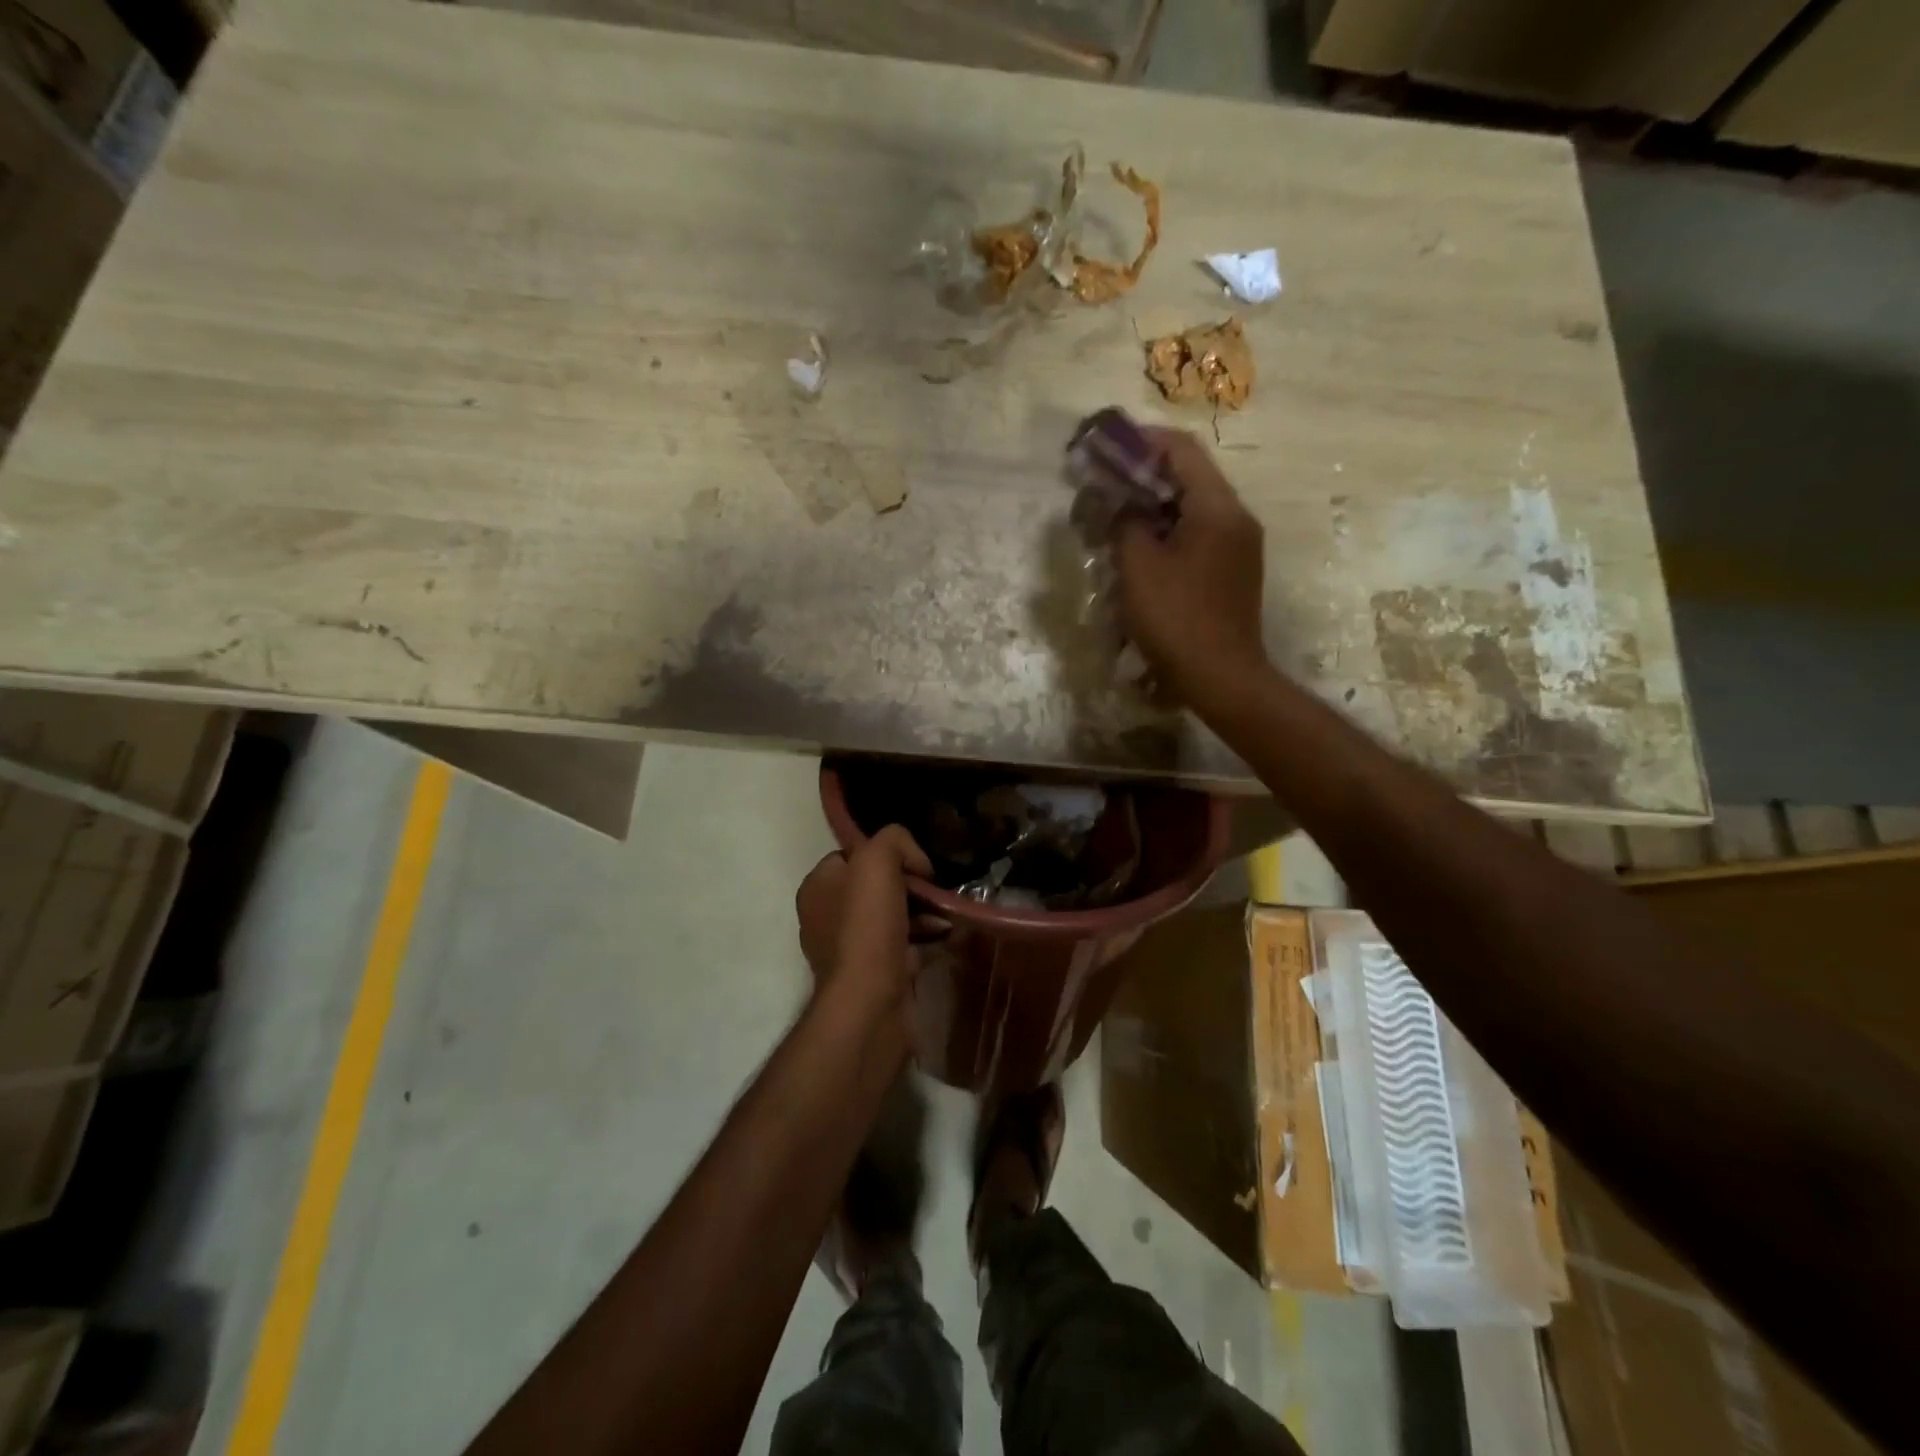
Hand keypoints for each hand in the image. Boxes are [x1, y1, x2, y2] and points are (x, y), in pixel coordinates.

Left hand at [795, 826, 932, 1008]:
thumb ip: (894, 841)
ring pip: (894, 918)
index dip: (888, 855)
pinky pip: (904, 949)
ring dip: (924, 916)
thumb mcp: (877, 860)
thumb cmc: (866, 927)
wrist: (869, 1005)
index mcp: (818, 887)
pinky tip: (945, 940)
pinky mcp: (872, 977)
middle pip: (878, 887)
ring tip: (948, 918)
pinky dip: (925, 943)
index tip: (916, 867)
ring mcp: (849, 950)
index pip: (854, 855)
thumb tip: (915, 863)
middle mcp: (827, 917)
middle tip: (937, 893)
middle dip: (912, 888)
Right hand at [1112, 428, 1267, 703]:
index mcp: (1217, 508)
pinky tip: (1138, 555)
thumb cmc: (1176, 618)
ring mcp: (1238, 547)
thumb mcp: (1138, 567)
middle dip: (1141, 478)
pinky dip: (1165, 535)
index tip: (1105, 448)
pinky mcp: (1232, 572)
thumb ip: (1125, 522)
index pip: (1182, 450)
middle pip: (1187, 478)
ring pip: (1190, 510)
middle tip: (1102, 489)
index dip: (1141, 441)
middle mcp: (1236, 518)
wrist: (1221, 677)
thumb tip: (1119, 503)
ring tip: (1113, 523)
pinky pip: (1197, 537)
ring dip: (1151, 509)